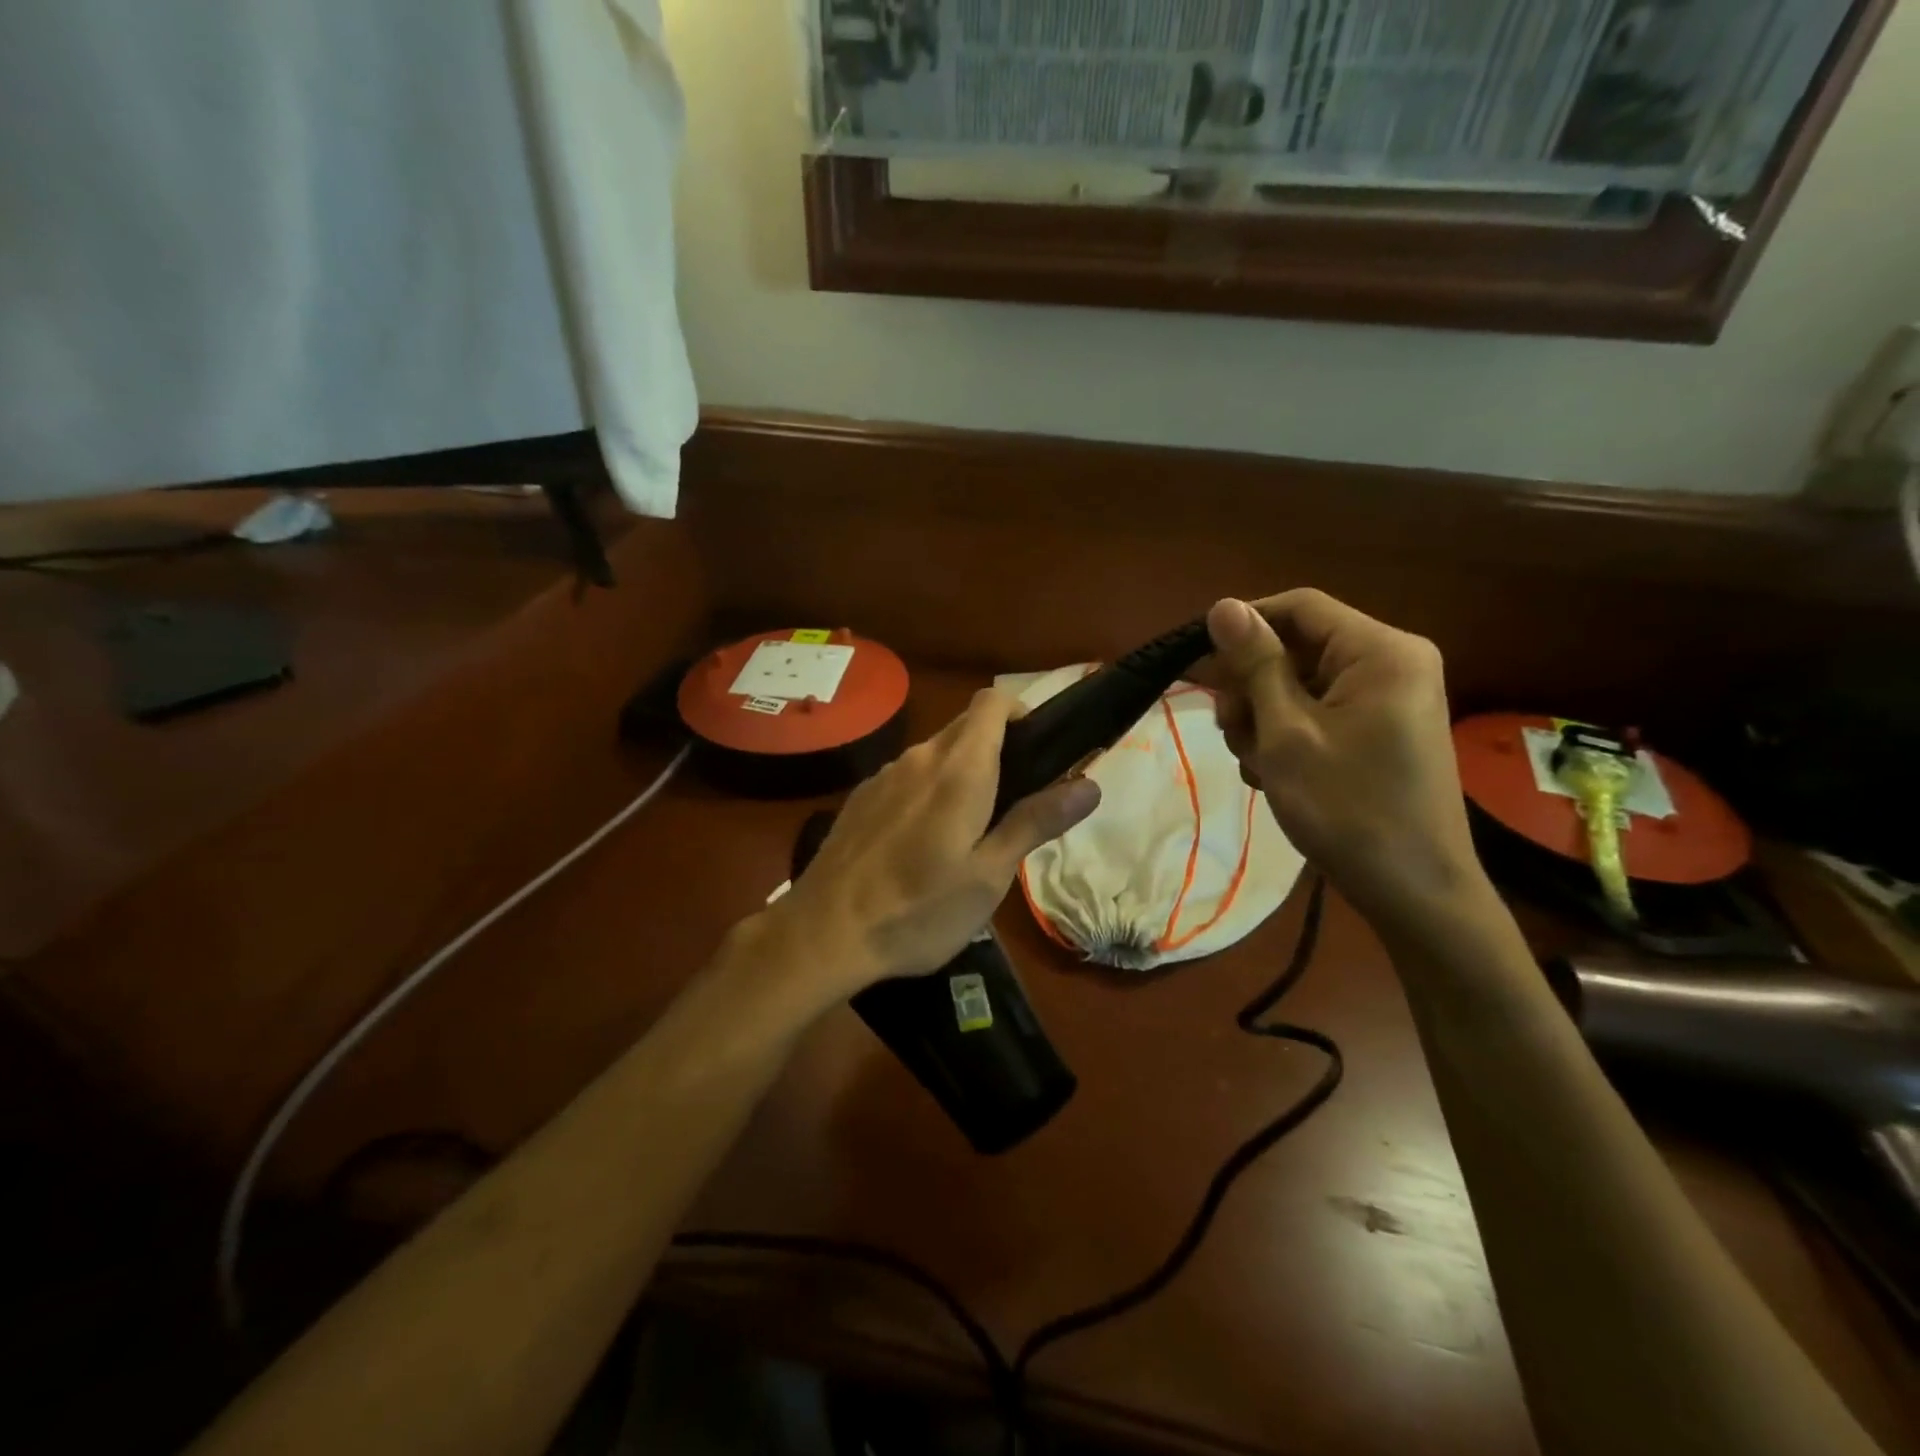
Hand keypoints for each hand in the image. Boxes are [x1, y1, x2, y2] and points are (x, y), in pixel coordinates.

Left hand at [763, 689, 1101, 999]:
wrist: (824, 933)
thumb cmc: (918, 910)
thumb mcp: (989, 876)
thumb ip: (1035, 822)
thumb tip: (1089, 784)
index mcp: (959, 769)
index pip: (992, 702)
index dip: (1021, 712)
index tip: (1038, 751)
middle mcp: (919, 757)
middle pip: (966, 725)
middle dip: (997, 747)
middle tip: (1015, 802)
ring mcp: (884, 775)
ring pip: (935, 752)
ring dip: (961, 772)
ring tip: (970, 831)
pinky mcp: (861, 796)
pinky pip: (907, 776)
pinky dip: (928, 790)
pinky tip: (921, 843)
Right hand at [1199, 591, 1487, 932]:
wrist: (1413, 893)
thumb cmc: (1347, 808)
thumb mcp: (1287, 733)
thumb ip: (1256, 665)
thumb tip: (1223, 606)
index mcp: (1381, 652)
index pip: (1299, 608)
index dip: (1244, 626)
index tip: (1198, 662)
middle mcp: (1390, 664)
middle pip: (1297, 648)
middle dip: (1252, 686)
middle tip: (1229, 730)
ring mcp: (1386, 701)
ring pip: (1298, 685)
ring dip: (1262, 719)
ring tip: (1256, 765)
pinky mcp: (1377, 732)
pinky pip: (1317, 713)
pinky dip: (1286, 737)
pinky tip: (1273, 775)